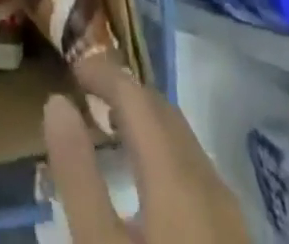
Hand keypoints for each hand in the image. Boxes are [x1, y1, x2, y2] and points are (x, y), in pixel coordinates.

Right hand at [43, 61, 249, 242]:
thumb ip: (77, 175)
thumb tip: (57, 104)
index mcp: (177, 178)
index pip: (137, 97)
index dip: (103, 74)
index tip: (71, 69)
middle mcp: (209, 185)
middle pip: (165, 114)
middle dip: (125, 94)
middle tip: (86, 94)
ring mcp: (230, 220)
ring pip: (184, 144)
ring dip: (146, 125)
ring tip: (109, 131)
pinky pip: (195, 176)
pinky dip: (163, 157)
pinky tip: (145, 186)